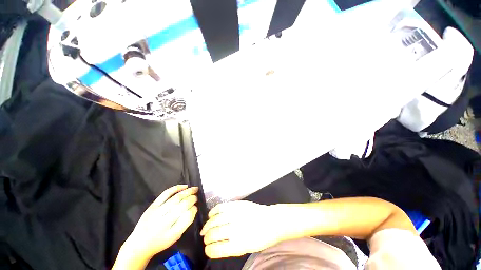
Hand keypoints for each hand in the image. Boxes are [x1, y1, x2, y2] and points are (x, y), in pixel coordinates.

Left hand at [120, 185, 198, 262]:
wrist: (139, 243)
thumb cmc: (160, 242)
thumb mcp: (175, 237)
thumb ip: (185, 223)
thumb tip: (194, 208)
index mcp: (171, 233)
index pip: (187, 217)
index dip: (194, 209)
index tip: (196, 207)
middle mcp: (164, 222)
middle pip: (182, 205)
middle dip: (192, 199)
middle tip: (197, 196)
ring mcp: (157, 212)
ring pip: (176, 198)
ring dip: (187, 192)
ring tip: (194, 189)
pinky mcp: (153, 205)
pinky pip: (166, 193)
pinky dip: (176, 188)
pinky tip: (185, 186)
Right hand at [200, 201, 284, 258]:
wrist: (272, 220)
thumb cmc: (261, 238)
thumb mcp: (247, 248)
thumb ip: (231, 247)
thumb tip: (216, 245)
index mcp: (238, 245)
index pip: (216, 249)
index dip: (209, 249)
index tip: (207, 249)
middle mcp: (235, 229)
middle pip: (213, 234)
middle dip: (207, 237)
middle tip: (205, 238)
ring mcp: (235, 214)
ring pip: (214, 220)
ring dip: (207, 225)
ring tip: (205, 229)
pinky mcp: (237, 204)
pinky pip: (220, 207)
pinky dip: (213, 212)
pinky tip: (211, 215)